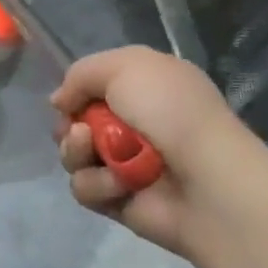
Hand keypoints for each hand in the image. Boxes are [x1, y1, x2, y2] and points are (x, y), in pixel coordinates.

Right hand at [52, 47, 267, 263]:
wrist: (208, 181)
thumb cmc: (171, 111)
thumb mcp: (125, 66)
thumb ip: (81, 74)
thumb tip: (59, 102)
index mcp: (143, 88)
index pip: (93, 86)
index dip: (76, 91)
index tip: (70, 99)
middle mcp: (133, 124)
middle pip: (75, 122)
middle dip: (69, 125)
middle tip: (82, 131)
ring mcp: (125, 164)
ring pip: (73, 155)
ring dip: (78, 152)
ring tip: (98, 153)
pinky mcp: (119, 201)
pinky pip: (85, 189)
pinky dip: (98, 185)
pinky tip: (121, 185)